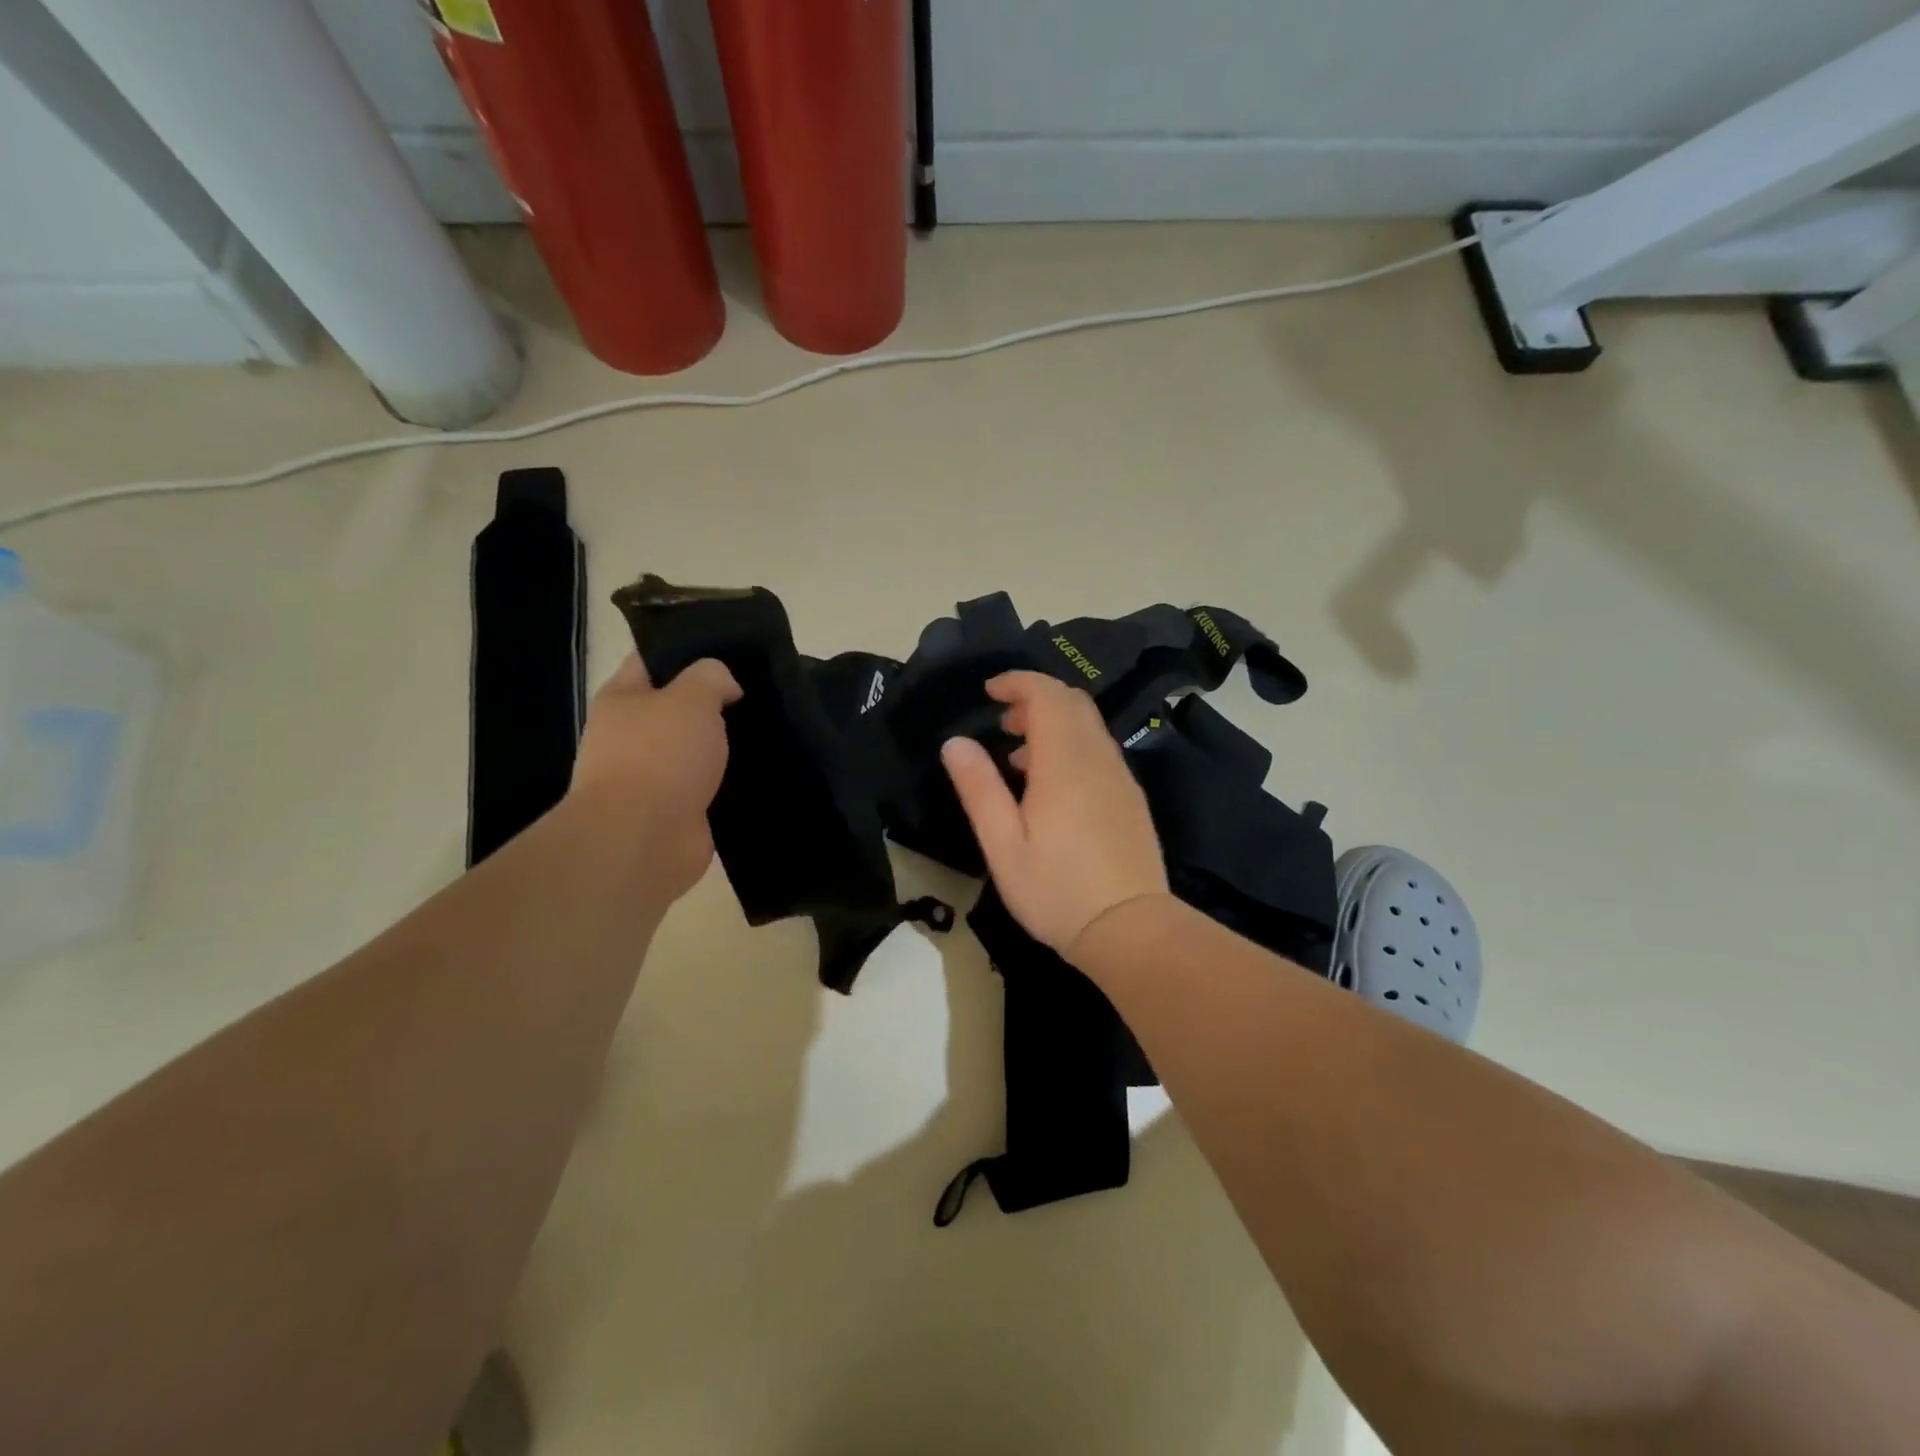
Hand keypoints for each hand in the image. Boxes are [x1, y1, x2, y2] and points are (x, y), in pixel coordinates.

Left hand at [570, 654, 740, 900]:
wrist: (643, 838)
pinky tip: (760, 772)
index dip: (687, 653)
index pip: (651, 660)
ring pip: (694, 749)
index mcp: (622, 699)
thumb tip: (725, 687)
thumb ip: (711, 677)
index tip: (729, 652)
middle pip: (676, 708)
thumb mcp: (692, 697)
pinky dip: (727, 781)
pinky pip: (706, 786)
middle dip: (713, 702)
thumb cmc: (661, 755)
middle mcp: (629, 735)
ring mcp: (650, 776)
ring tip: (766, 732)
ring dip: (723, 746)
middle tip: (756, 693)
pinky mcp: (672, 810)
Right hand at [941, 671, 1168, 958]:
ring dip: (1054, 723)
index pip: (1047, 695)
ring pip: (1089, 725)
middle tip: (1002, 723)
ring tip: (1019, 758)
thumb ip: (979, 788)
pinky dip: (1073, 745)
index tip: (989, 691)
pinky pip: (1100, 750)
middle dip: (1035, 698)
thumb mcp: (1003, 845)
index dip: (1018, 682)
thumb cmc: (1057, 891)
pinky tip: (1052, 785)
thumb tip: (956, 742)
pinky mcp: (1130, 797)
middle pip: (1072, 702)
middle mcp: (1098, 758)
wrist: (1131, 929)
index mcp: (1065, 763)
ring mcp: (1120, 777)